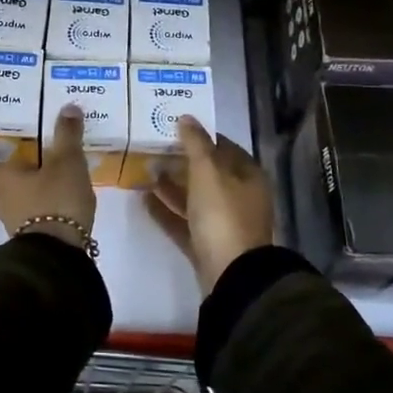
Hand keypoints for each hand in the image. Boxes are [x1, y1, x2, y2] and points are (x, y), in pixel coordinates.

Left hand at [0, 104, 96, 248]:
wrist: (58, 253)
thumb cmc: (56, 200)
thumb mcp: (67, 162)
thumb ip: (68, 135)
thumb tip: (68, 107)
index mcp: (4, 180)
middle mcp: (4, 202)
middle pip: (1, 186)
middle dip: (12, 174)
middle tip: (26, 160)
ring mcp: (16, 225)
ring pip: (17, 202)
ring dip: (28, 192)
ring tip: (48, 181)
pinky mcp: (33, 241)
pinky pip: (33, 218)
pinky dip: (42, 209)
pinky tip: (58, 203)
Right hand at [144, 116, 274, 292]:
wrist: (231, 275)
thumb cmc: (223, 214)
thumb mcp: (208, 172)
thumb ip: (196, 143)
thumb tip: (186, 117)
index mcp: (248, 176)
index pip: (224, 147)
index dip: (201, 137)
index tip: (174, 129)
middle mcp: (240, 197)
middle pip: (208, 173)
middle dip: (182, 162)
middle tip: (153, 149)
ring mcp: (224, 223)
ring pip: (195, 198)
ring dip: (172, 185)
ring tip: (145, 172)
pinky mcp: (208, 245)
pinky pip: (185, 221)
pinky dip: (167, 210)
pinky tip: (144, 199)